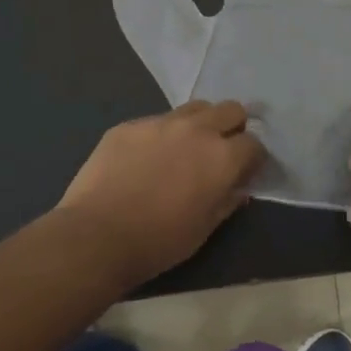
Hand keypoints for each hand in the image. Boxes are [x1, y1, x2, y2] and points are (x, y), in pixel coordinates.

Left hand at [58, 101, 266, 286]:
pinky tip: (145, 158)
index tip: (244, 172)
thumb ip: (227, 202)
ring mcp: (160, 122)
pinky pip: (156, 121)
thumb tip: (239, 188)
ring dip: (199, 124)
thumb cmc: (158, 242)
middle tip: (221, 150)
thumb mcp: (204, 229)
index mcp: (222, 157)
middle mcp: (196, 129)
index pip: (254, 143)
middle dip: (232, 127)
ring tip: (185, 148)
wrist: (96, 235)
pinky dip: (162, 134)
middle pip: (230, 110)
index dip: (252, 158)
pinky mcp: (129, 125)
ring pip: (194, 108)